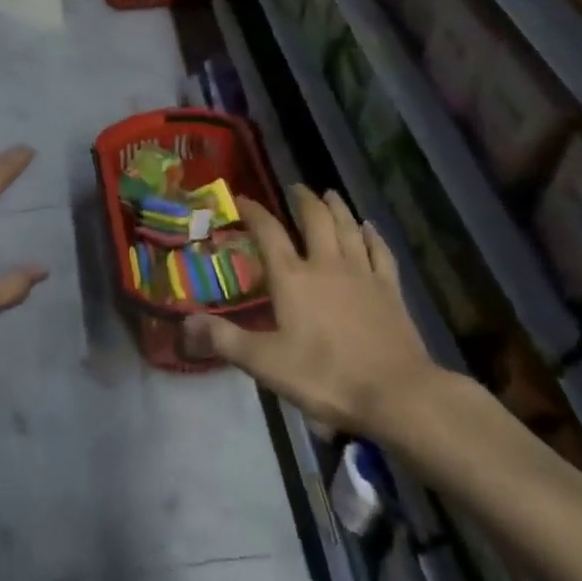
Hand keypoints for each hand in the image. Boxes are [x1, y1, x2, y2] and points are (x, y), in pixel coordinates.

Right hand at [184, 185, 448, 437]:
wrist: (396, 393)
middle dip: (303, 199)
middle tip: (295, 187)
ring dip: (337, 207)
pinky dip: (373, 235)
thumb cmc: (325, 376)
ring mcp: (362, 274)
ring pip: (348, 228)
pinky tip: (370, 227)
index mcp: (293, 278)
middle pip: (315, 219)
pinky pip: (380, 252)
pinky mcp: (390, 290)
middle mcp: (327, 264)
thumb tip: (185, 321)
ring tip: (329, 194)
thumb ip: (224, 339)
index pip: (268, 232)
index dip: (253, 211)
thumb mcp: (265, 363)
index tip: (241, 199)